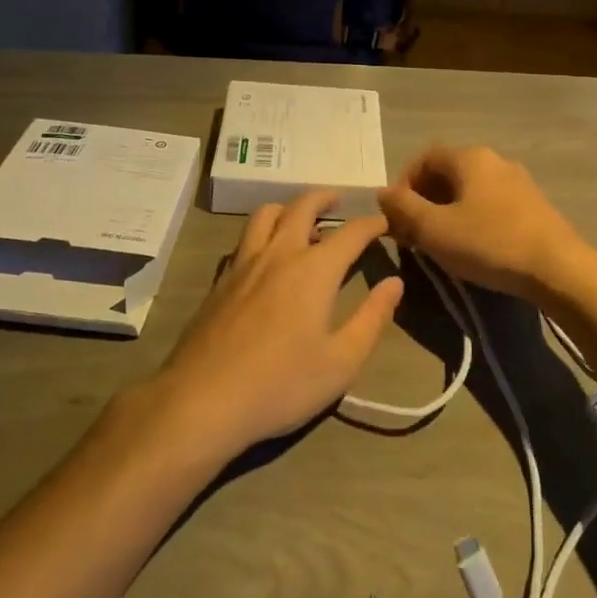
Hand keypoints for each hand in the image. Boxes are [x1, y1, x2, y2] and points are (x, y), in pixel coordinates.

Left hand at [149, 191, 402, 457]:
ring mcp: (244, 263)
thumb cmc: (281, 385)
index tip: (385, 224)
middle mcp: (279, 253)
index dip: (372, 224)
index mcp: (314, 270)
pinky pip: (245, 238)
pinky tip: (267, 256)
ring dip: (289, 208)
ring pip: (266, 214)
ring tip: (301, 219)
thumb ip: (372, 319)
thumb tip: (394, 283)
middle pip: (302, 206)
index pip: (351, 232)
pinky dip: (263, 232)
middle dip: (325, 197)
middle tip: (339, 200)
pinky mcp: (221, 280)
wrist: (203, 399)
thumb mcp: (341, 362)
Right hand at [377, 146, 592, 304]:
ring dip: (447, 211)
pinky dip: (472, 219)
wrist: (560, 269)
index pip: (425, 158)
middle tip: (413, 233)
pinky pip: (491, 204)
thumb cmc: (490, 243)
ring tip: (440, 243)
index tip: (395, 215)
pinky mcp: (534, 206)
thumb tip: (382, 193)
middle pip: (448, 173)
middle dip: (424, 200)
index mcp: (470, 158)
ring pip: (470, 190)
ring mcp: (519, 182)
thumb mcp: (436, 230)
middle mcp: (495, 160)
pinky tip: (474, 247)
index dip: (403, 183)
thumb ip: (403, 208)